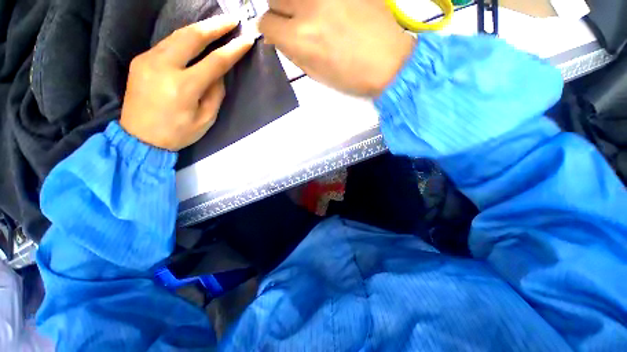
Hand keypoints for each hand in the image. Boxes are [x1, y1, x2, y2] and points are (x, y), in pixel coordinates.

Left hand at [120, 16, 254, 150]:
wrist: (139, 138)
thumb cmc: (178, 133)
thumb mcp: (205, 119)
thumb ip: (215, 94)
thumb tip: (218, 73)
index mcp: (184, 87)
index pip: (215, 62)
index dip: (233, 50)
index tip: (247, 40)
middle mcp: (163, 67)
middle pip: (192, 37)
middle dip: (215, 26)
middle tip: (232, 20)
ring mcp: (147, 60)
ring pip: (177, 35)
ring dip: (200, 28)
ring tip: (217, 25)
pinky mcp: (140, 60)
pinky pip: (167, 44)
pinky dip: (184, 39)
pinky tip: (195, 39)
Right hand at [259, 0, 414, 96]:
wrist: (387, 62)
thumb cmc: (350, 77)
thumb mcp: (316, 73)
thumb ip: (293, 53)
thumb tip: (277, 39)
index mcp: (300, 38)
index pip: (266, 24)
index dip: (271, 32)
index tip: (279, 35)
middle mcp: (308, 7)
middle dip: (280, 13)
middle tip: (295, 24)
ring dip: (296, 4)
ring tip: (312, 16)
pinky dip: (317, 2)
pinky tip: (328, 12)